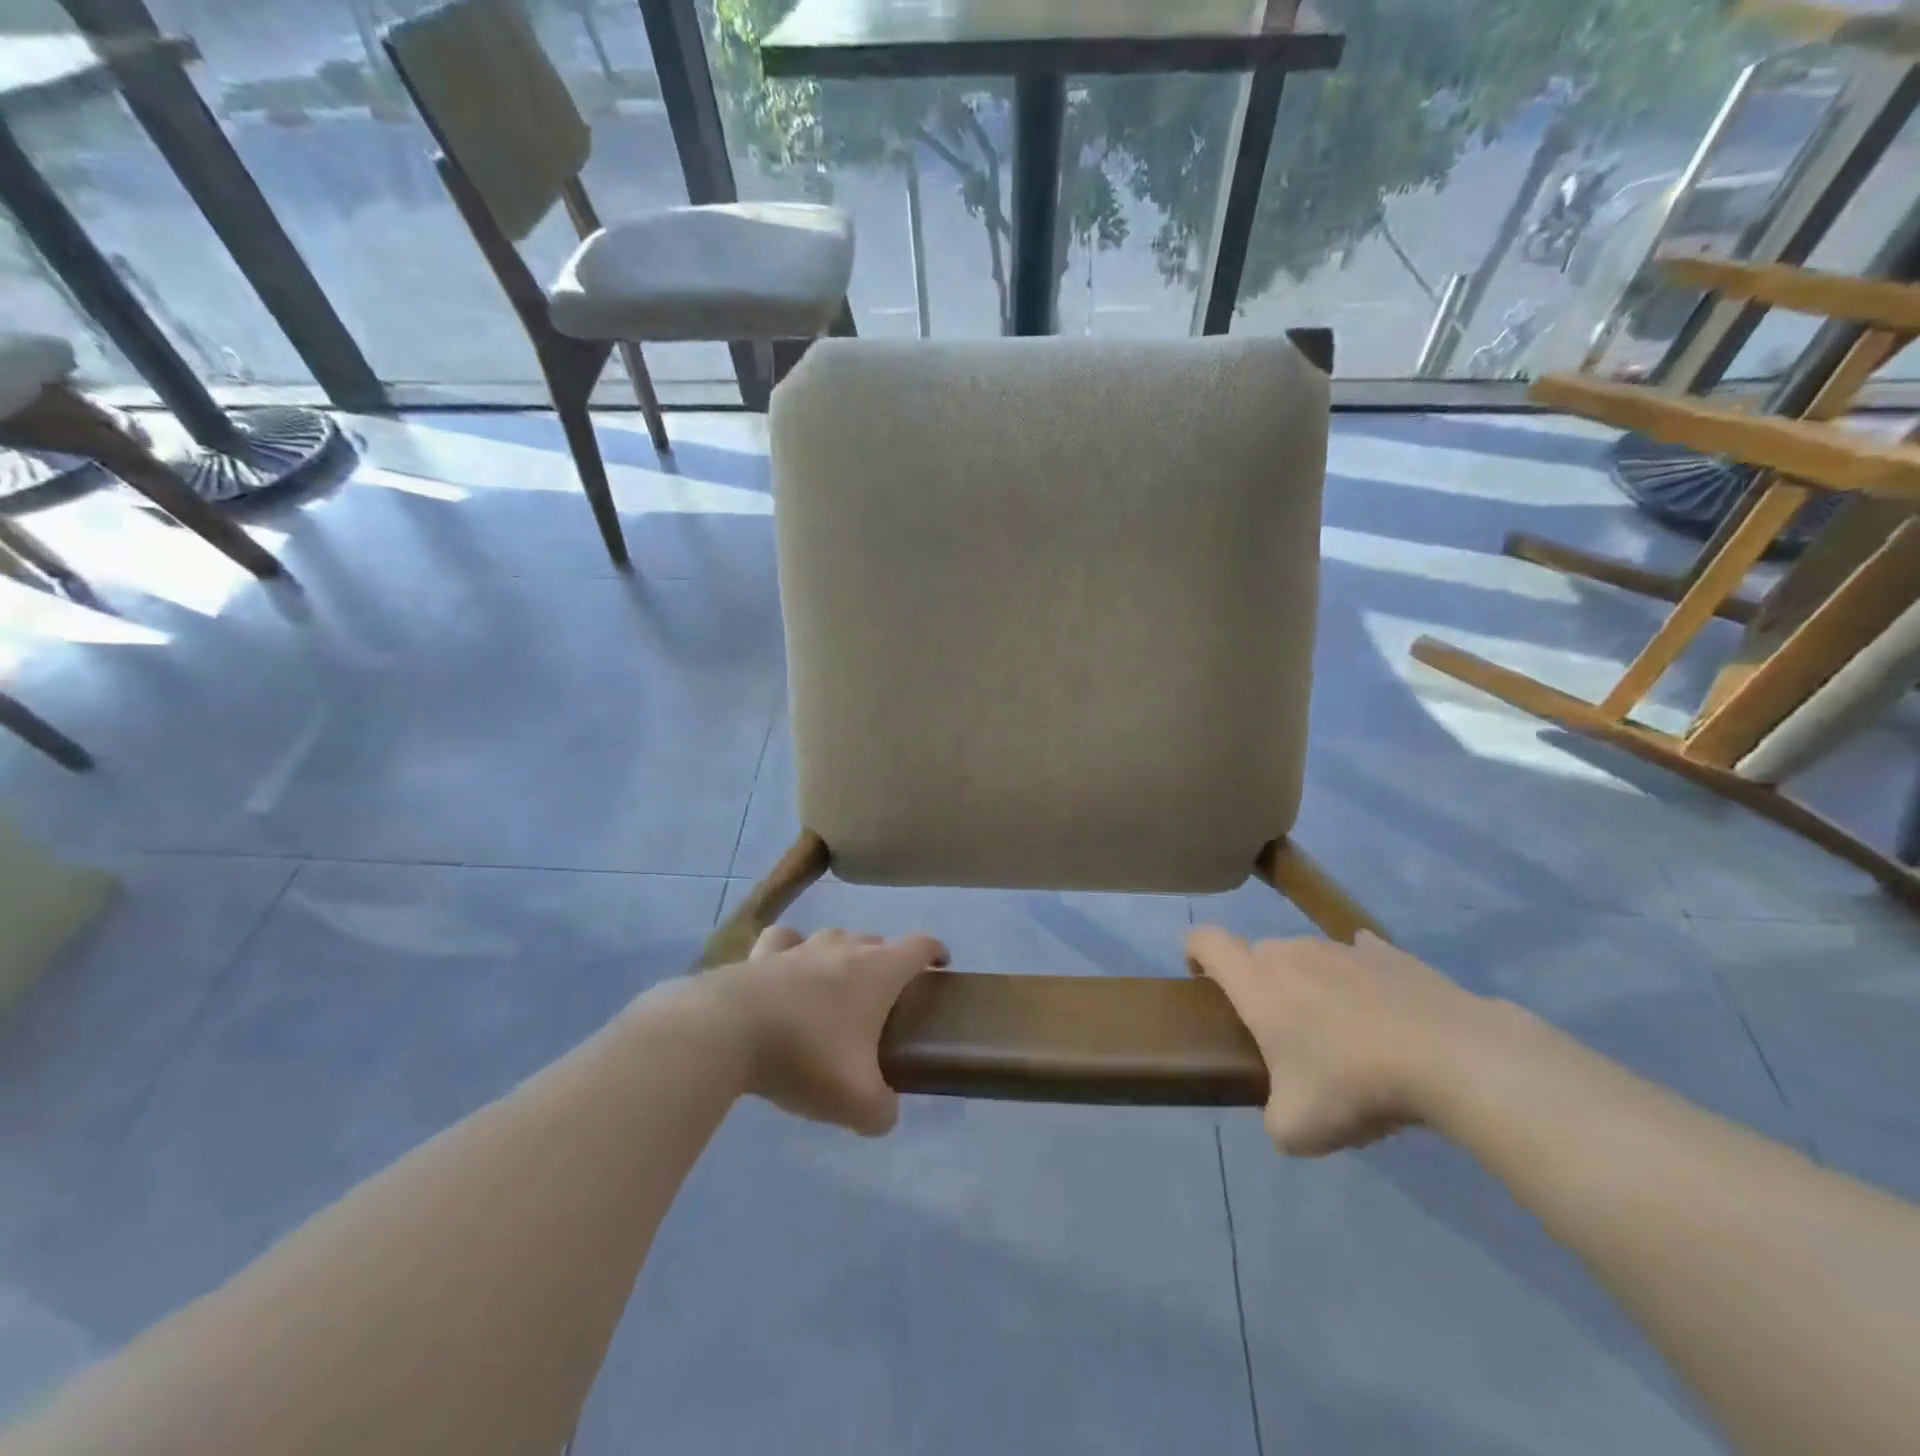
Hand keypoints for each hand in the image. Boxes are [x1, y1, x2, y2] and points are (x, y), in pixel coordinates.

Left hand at [704, 926, 948, 1136]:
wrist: (729, 1031)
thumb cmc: (806, 1056)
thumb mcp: (856, 1101)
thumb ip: (881, 1111)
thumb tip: (884, 1115)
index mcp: (877, 972)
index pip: (918, 946)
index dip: (935, 952)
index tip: (940, 964)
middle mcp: (843, 948)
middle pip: (876, 940)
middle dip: (887, 960)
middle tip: (884, 995)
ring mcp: (800, 947)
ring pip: (833, 936)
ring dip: (842, 953)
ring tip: (837, 982)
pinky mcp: (760, 954)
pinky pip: (783, 941)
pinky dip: (790, 949)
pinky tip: (785, 968)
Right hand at [1185, 928, 1496, 1155]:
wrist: (1451, 1057)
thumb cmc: (1353, 1084)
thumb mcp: (1297, 1129)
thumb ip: (1274, 1119)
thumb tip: (1283, 1117)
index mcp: (1256, 981)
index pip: (1204, 940)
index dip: (1193, 955)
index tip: (1203, 984)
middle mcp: (1291, 951)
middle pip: (1257, 955)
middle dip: (1260, 986)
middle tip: (1282, 1036)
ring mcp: (1342, 947)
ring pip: (1309, 958)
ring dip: (1311, 986)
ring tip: (1344, 1036)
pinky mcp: (1390, 954)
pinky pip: (1360, 957)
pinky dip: (1359, 980)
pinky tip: (1381, 1013)